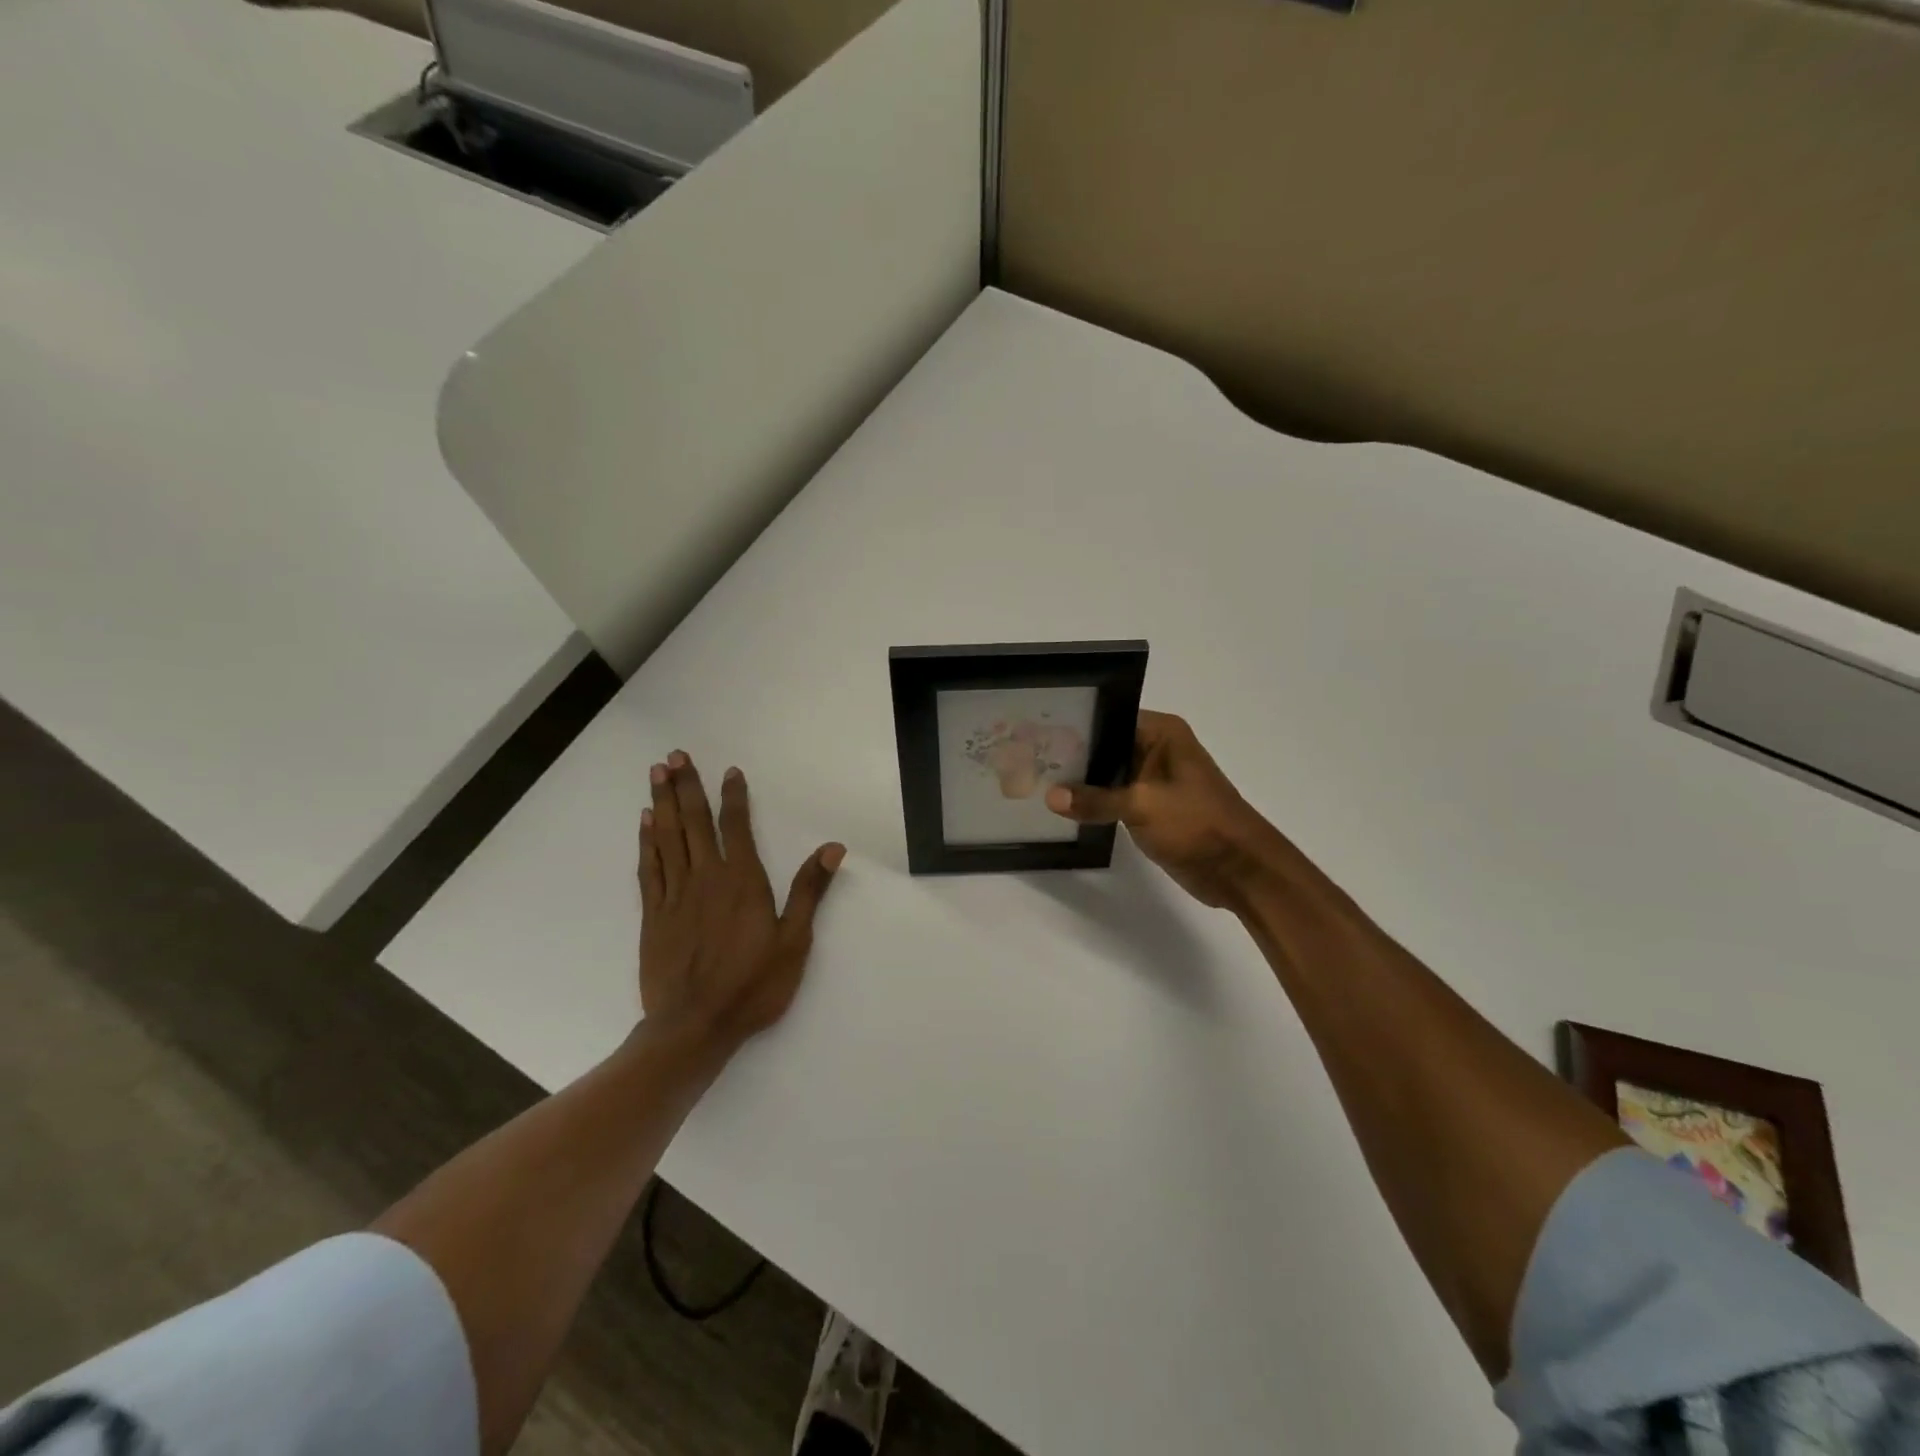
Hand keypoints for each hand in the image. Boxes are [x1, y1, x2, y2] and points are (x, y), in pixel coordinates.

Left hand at [638, 751, 844, 1056]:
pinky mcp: (654, 915)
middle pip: (695, 822)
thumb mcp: (794, 941)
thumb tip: (833, 848)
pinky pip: (649, 868)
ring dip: (664, 803)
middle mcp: (706, 878)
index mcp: (742, 881)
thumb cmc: (752, 985)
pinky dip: (647, 841)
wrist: (695, 1026)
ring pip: (668, 838)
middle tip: (674, 756)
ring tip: (657, 773)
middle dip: (687, 786)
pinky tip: (646, 822)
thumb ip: (809, 891)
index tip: (730, 770)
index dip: (733, 796)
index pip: (736, 827)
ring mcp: (675, 895)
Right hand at [1046, 711, 1282, 908]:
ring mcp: (1154, 780)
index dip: (1075, 726)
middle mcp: (1157, 749)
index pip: (1109, 718)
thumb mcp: (1142, 806)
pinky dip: (1094, 803)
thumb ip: (1094, 800)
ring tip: (1034, 781)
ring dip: (1081, 782)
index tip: (1037, 733)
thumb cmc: (1197, 824)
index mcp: (1162, 733)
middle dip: (1072, 755)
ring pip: (1108, 774)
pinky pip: (1114, 798)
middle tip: (1028, 759)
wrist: (1240, 871)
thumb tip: (1050, 796)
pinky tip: (1061, 807)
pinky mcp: (1151, 808)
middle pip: (1105, 745)